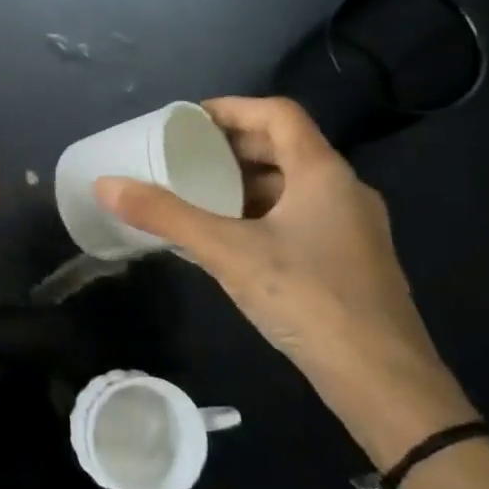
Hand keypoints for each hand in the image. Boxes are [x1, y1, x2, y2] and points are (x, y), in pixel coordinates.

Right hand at [95, 97, 475, 466]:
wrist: (382, 379)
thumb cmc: (307, 298)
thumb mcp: (227, 252)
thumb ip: (166, 216)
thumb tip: (106, 185)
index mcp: (322, 172)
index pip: (277, 114)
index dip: (232, 108)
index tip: (187, 121)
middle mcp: (344, 190)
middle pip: (284, 147)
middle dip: (232, 147)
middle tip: (185, 157)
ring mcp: (352, 227)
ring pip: (293, 186)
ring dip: (246, 183)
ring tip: (199, 195)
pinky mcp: (350, 261)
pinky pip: (299, 217)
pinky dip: (261, 214)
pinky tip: (231, 240)